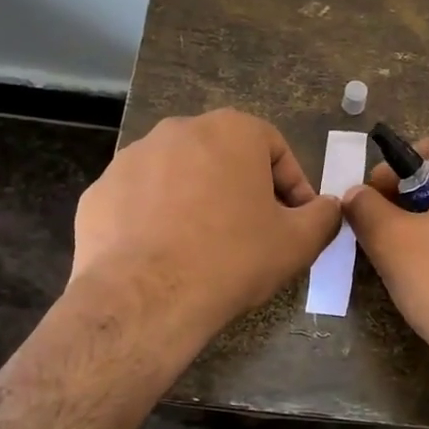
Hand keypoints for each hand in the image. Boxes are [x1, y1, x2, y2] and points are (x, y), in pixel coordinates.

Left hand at [71, 110, 340, 363]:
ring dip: (198, 200)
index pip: (275, 148)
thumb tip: (329, 207)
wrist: (144, 299)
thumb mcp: (297, 242)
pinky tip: (164, 254)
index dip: (293, 186)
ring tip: (206, 246)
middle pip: (225, 157)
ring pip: (180, 174)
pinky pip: (141, 199)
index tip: (295, 221)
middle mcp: (179, 130)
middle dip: (244, 189)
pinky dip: (156, 218)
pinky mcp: (99, 191)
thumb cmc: (232, 259)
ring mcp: (132, 158)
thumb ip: (324, 216)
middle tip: (253, 232)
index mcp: (231, 130)